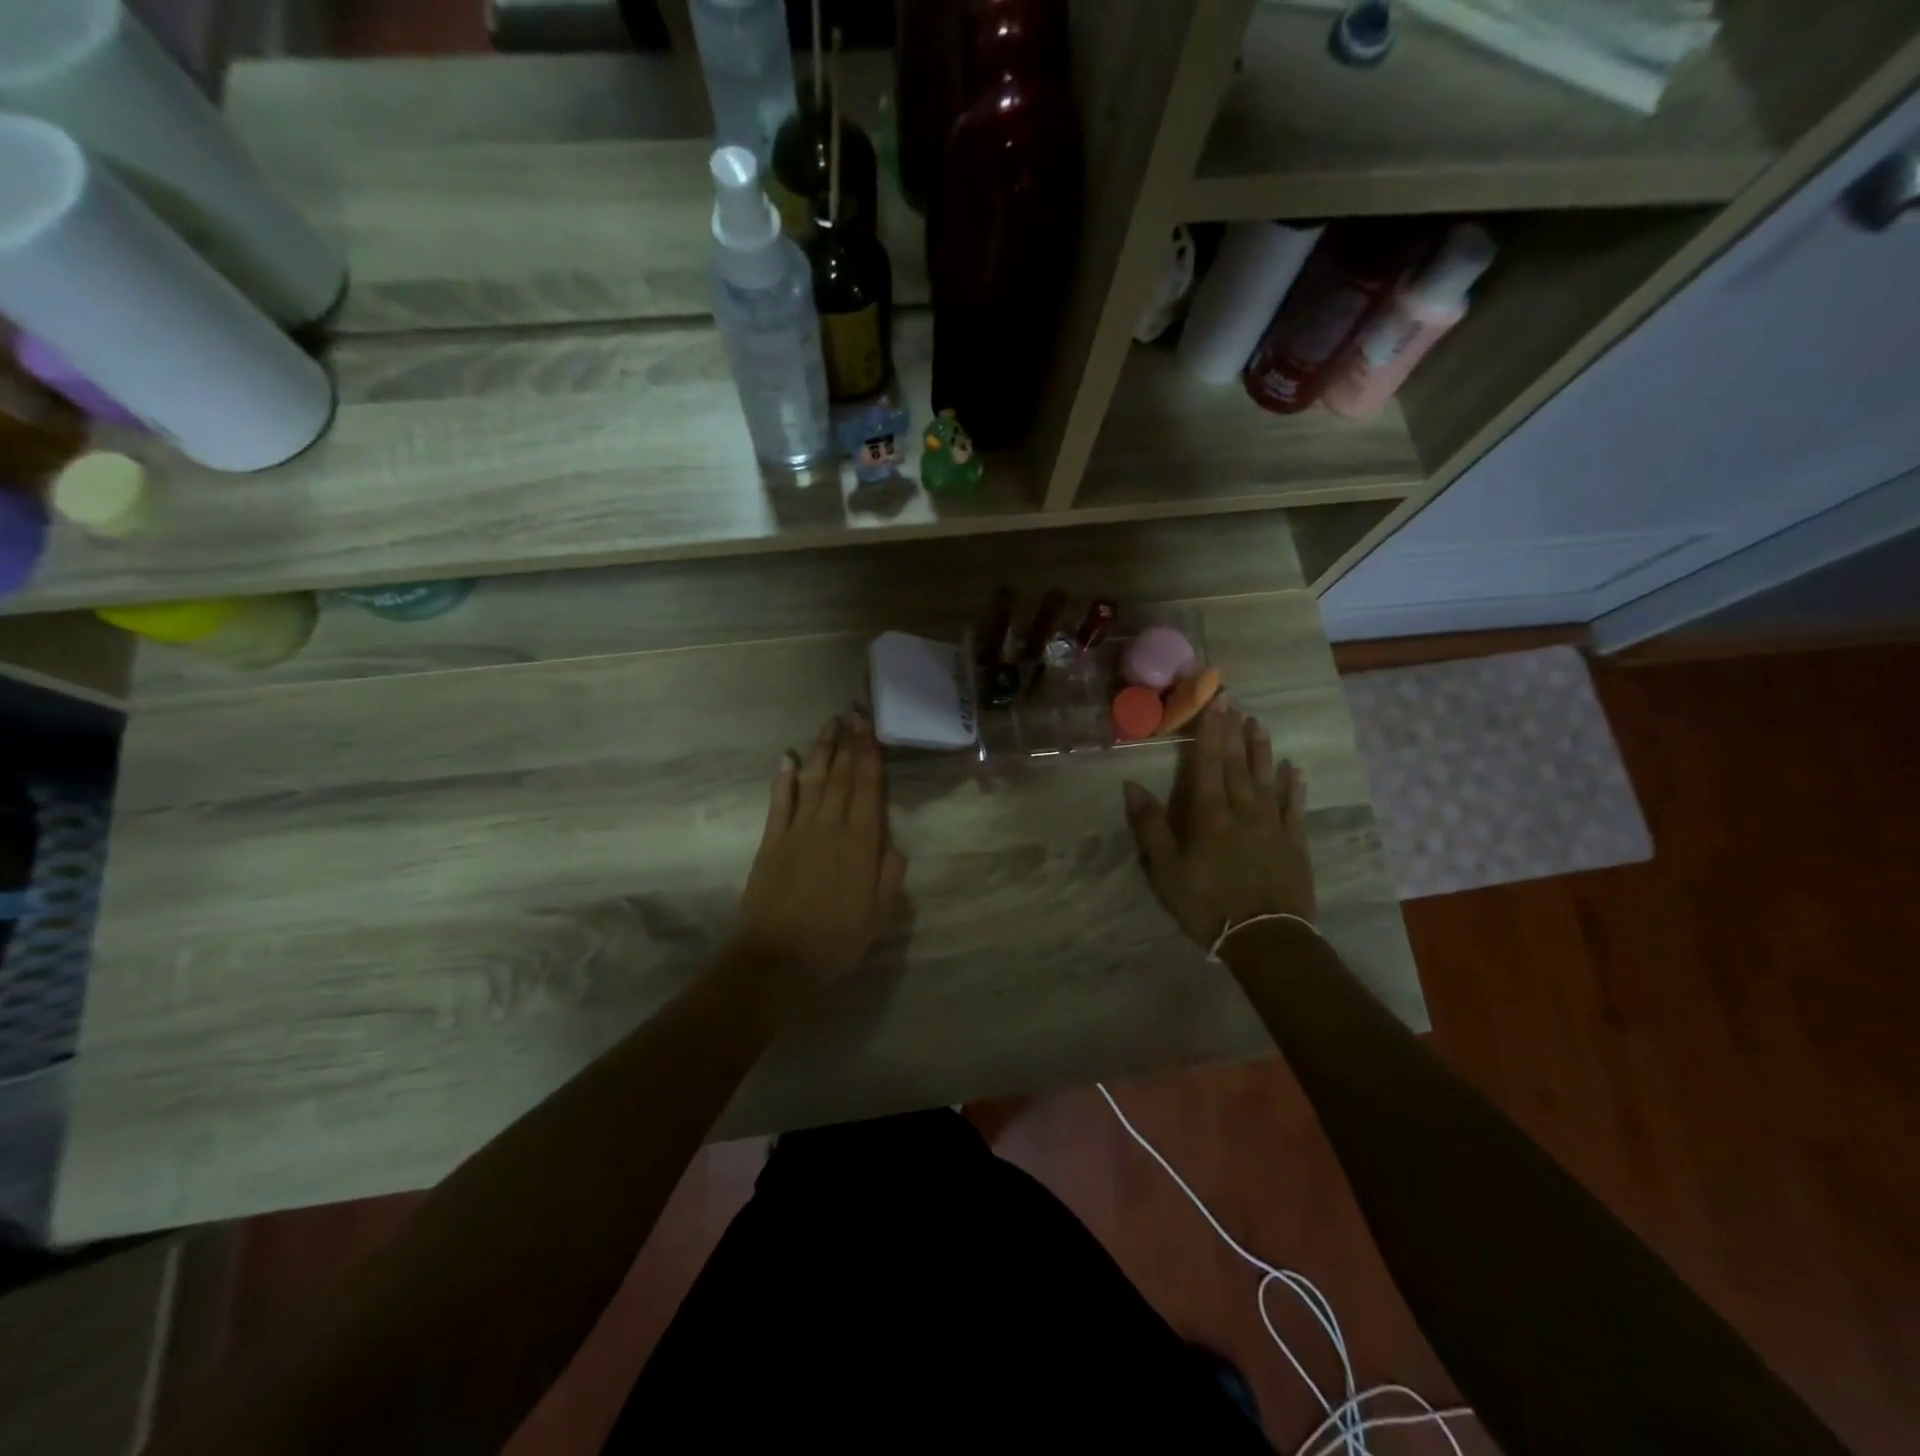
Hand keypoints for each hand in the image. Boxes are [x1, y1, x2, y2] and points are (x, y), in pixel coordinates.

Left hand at [733, 711, 907, 1000]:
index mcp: (860, 844)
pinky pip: (779, 803)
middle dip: (847, 743)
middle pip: (841, 777)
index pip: (868, 788)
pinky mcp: (770, 842)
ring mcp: (797, 832)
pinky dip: (784, 779)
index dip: (869, 754)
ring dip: (821, 752)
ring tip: (828, 725)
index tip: (868, 726)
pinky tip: (788, 759)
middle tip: (851, 712)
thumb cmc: (835, 941)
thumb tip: (894, 843)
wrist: (776, 961)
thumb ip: (890, 875)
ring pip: (813, 782)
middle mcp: (830, 827)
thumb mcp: (879, 915)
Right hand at [1123, 699, 1315, 949]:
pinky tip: (1296, 769)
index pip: (1207, 763)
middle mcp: (1243, 810)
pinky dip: (1295, 786)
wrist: (1266, 938)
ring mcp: (1272, 825)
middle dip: (1232, 730)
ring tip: (1258, 723)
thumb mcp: (1167, 871)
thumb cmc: (1207, 905)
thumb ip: (1151, 827)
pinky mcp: (1294, 843)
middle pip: (1236, 763)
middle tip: (1234, 699)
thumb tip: (1132, 786)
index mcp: (1209, 815)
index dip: (1209, 731)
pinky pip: (1294, 807)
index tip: (1213, 702)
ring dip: (1260, 750)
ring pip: (1266, 778)